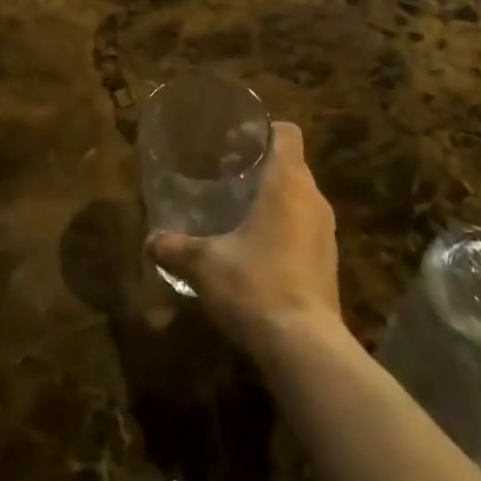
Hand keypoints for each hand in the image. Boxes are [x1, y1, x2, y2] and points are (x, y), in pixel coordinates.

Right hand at [147, 122, 341, 361]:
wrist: (305, 349)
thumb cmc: (255, 285)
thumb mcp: (204, 265)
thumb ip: (176, 248)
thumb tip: (150, 241)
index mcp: (288, 182)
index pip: (287, 133)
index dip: (264, 131)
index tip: (237, 142)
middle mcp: (313, 198)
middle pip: (292, 165)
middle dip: (263, 167)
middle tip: (228, 177)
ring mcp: (326, 233)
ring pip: (300, 199)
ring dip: (276, 201)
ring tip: (240, 213)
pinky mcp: (329, 264)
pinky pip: (307, 230)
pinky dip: (286, 230)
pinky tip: (259, 251)